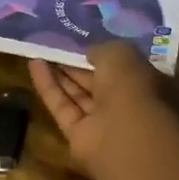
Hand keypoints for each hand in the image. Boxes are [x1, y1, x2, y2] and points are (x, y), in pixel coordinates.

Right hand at [28, 41, 172, 169]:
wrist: (124, 135)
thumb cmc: (131, 87)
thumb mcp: (120, 54)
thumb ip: (102, 50)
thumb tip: (89, 53)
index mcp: (144, 83)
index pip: (122, 67)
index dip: (101, 55)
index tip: (82, 44)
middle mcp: (125, 104)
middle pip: (97, 82)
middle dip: (78, 66)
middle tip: (56, 48)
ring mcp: (102, 122)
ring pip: (79, 95)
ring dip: (60, 75)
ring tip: (40, 52)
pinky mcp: (78, 135)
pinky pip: (62, 106)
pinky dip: (48, 86)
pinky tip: (34, 64)